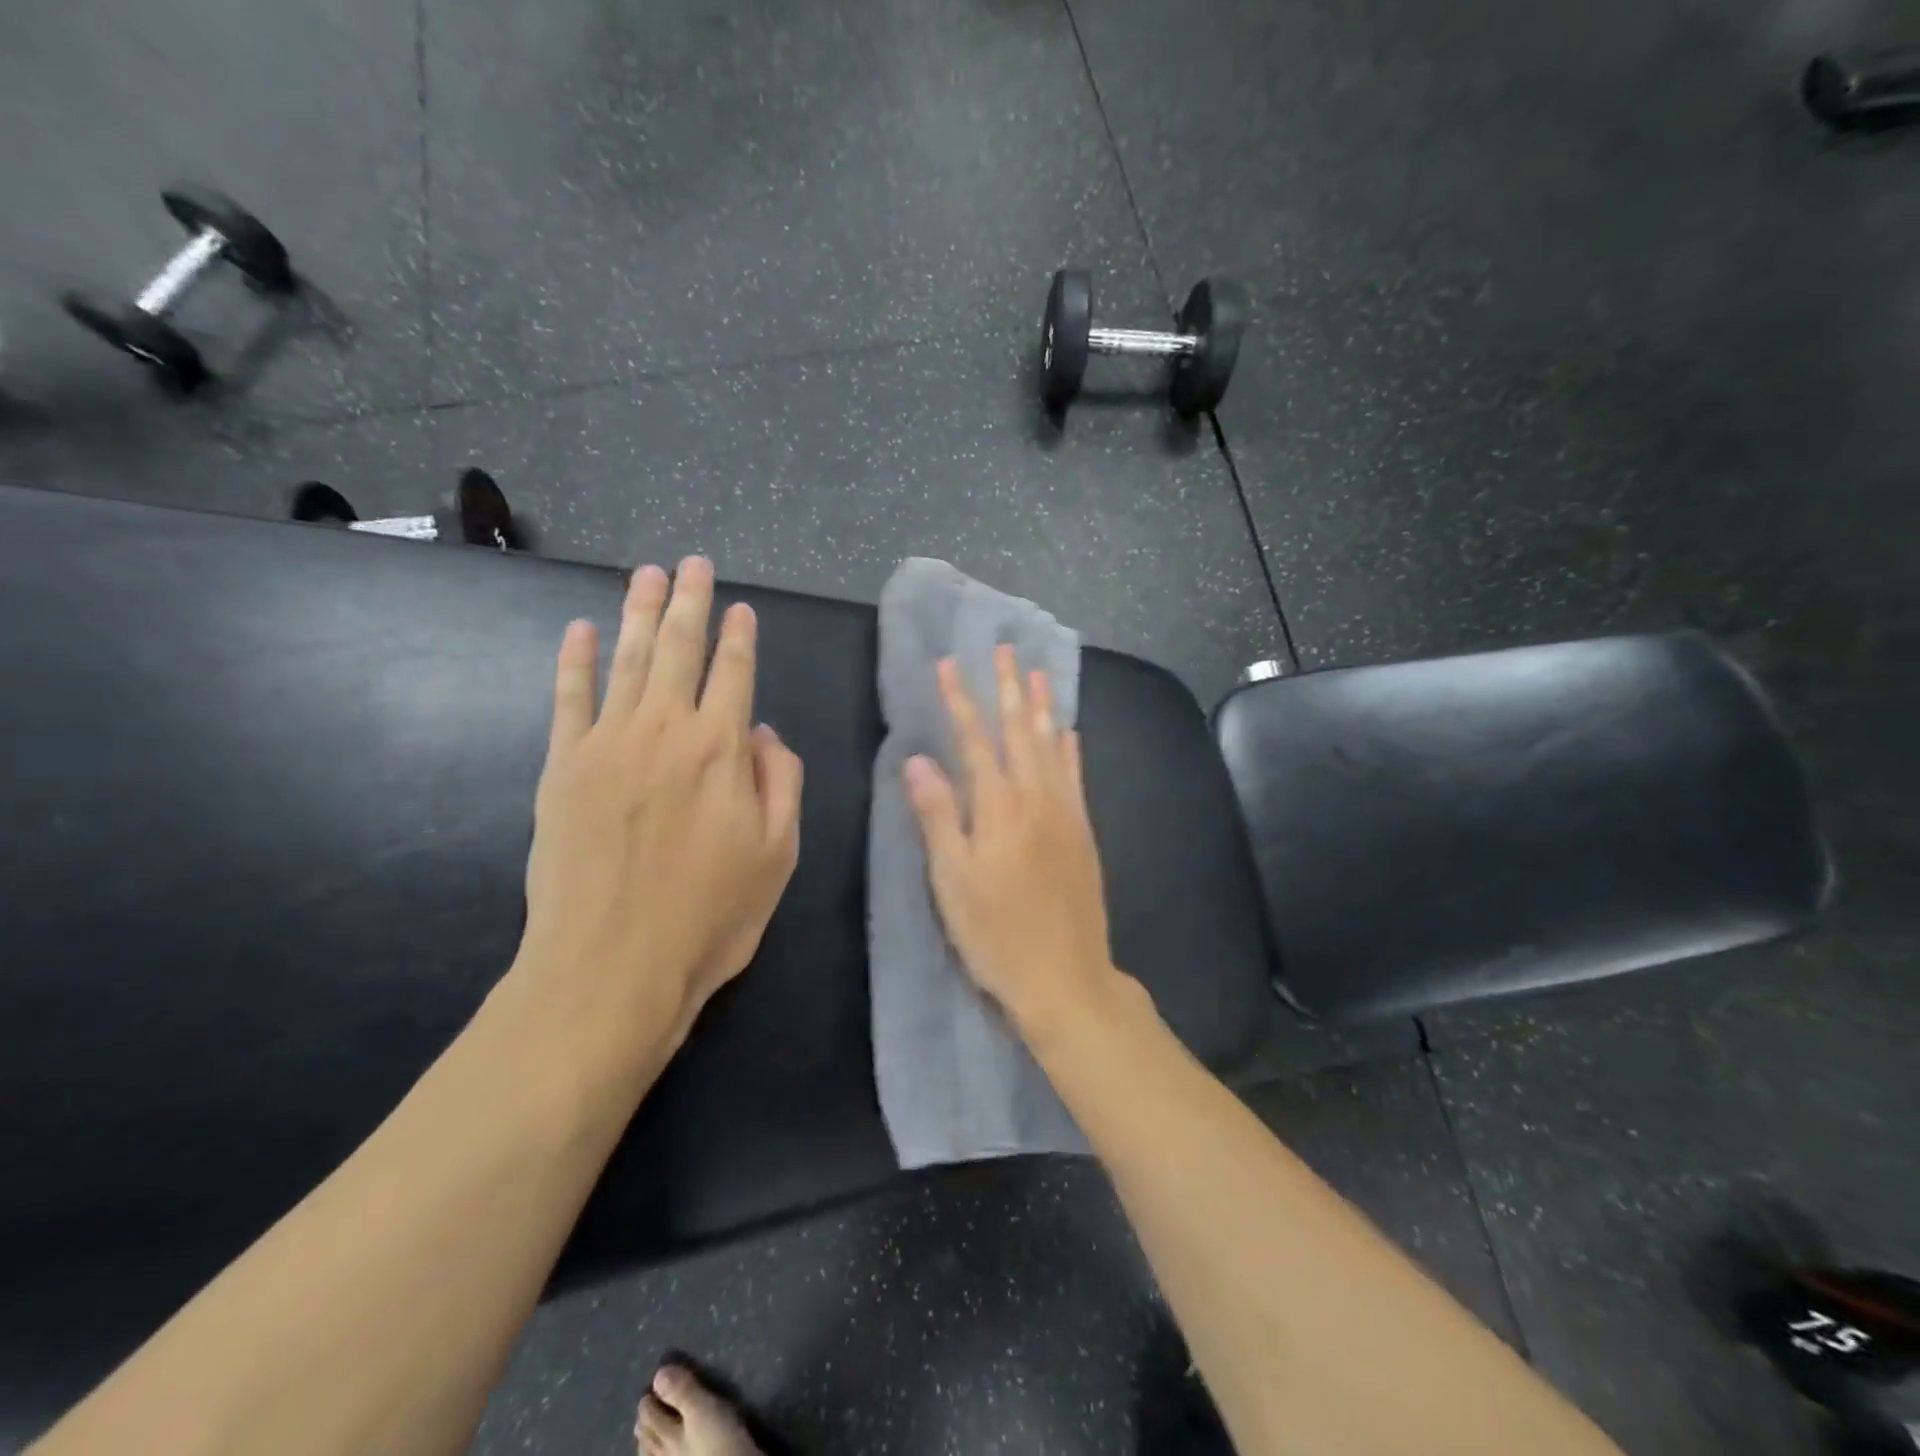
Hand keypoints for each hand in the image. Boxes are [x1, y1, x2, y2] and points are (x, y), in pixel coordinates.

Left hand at [514, 556, 803, 1056]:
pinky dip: (573, 661)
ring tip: (646, 574)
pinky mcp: (562, 767)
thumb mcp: (778, 855)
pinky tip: (578, 630)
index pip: (734, 674)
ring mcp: (606, 743)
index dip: (740, 637)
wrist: (609, 968)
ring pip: (626, 660)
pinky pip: (568, 698)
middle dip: (689, 602)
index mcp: (722, 749)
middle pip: (679, 650)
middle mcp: (665, 730)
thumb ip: (781, 783)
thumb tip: (766, 733)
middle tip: (692, 563)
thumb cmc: (709, 916)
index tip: (741, 608)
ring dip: (638, 613)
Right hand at [902, 645, 1125, 1042]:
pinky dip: (1070, 748)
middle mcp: (1036, 798)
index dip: (960, 699)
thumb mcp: (952, 880)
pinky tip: (1069, 731)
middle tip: (1003, 649)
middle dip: (1008, 688)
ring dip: (1042, 706)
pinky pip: (1077, 776)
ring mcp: (1066, 813)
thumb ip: (937, 815)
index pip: (974, 739)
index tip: (949, 664)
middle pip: (1020, 731)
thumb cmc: (997, 934)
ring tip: (1036, 672)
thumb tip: (916, 759)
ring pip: (1052, 746)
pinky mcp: (1083, 832)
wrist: (1066, 977)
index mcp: (999, 807)